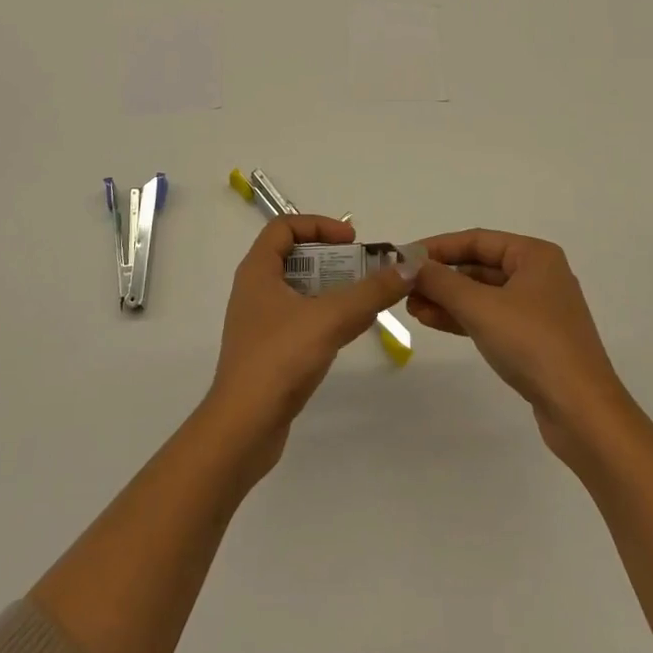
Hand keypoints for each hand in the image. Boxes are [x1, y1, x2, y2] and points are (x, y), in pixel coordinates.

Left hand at [206, 215, 410, 474]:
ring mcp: (260, 322)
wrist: (243, 427)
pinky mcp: (268, 350)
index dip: (319, 225)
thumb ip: (370, 292)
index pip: (284, 226)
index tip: (351, 241)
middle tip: (364, 269)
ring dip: (331, 288)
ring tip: (364, 299)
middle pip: (295, 256)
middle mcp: (254, 289)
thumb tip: (408, 268)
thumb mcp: (330, 318)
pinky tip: (349, 330)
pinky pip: (300, 318)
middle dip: (332, 258)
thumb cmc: (280, 359)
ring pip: (299, 290)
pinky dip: (324, 315)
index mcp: (258, 270)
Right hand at [407, 229, 633, 465]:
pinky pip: (490, 317)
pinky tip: (433, 321)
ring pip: (482, 294)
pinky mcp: (534, 340)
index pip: (477, 240)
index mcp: (534, 255)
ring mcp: (537, 309)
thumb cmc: (533, 344)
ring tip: (411, 307)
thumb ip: (442, 282)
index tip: (404, 256)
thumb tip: (409, 264)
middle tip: (404, 286)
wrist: (582, 413)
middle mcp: (538, 275)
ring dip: (447, 299)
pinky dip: (463, 317)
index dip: (438, 247)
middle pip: (479, 266)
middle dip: (441, 276)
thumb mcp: (481, 308)